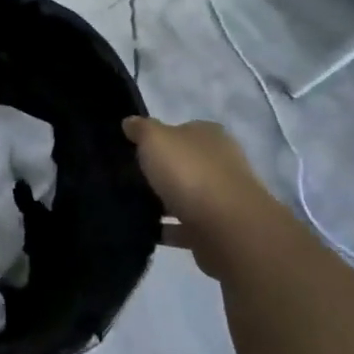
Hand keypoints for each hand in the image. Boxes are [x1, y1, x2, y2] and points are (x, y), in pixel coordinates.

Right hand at [122, 116, 279, 276]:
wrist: (226, 227)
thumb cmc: (190, 173)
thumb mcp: (156, 139)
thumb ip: (142, 130)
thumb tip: (130, 122)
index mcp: (209, 136)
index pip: (182, 131)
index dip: (158, 139)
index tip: (133, 150)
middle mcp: (220, 163)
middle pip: (184, 164)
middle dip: (160, 171)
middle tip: (127, 179)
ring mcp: (220, 198)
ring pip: (184, 196)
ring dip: (162, 202)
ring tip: (131, 207)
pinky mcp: (216, 229)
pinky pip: (183, 227)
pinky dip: (166, 229)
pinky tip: (144, 231)